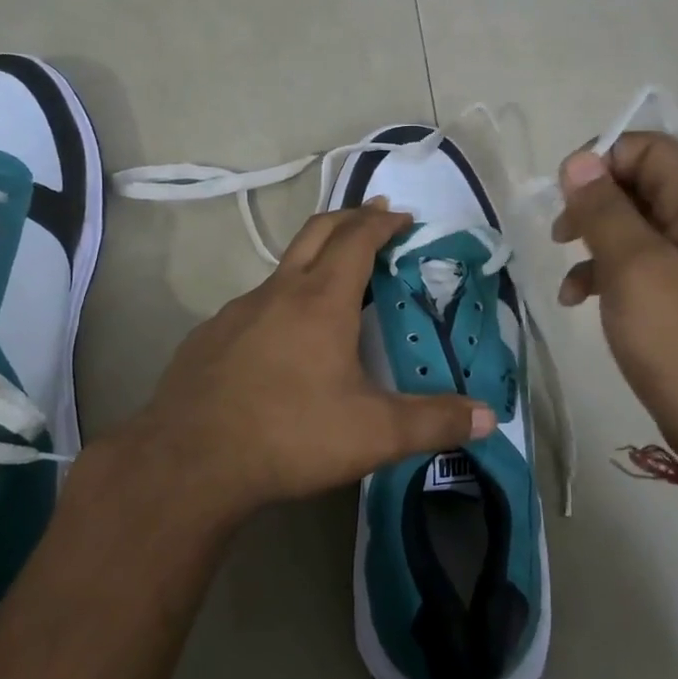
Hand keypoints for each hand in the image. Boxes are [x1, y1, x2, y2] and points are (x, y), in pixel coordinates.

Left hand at [122, 203, 495, 514]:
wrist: (190, 462)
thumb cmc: (290, 435)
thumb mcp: (374, 434)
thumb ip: (434, 422)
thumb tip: (487, 418)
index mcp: (321, 301)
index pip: (357, 239)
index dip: (382, 222)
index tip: (403, 216)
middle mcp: (277, 293)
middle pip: (316, 233)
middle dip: (349, 218)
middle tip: (374, 217)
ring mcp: (236, 312)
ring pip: (281, 270)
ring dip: (313, 262)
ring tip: (335, 287)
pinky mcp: (208, 337)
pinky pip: (253, 306)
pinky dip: (280, 303)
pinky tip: (282, 342)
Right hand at [552, 134, 677, 460]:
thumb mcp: (634, 267)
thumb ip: (605, 210)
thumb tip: (578, 162)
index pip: (649, 148)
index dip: (602, 159)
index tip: (564, 194)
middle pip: (638, 184)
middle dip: (592, 202)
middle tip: (561, 232)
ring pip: (629, 223)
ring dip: (591, 238)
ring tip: (565, 268)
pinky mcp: (676, 291)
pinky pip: (633, 261)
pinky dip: (601, 271)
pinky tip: (576, 298)